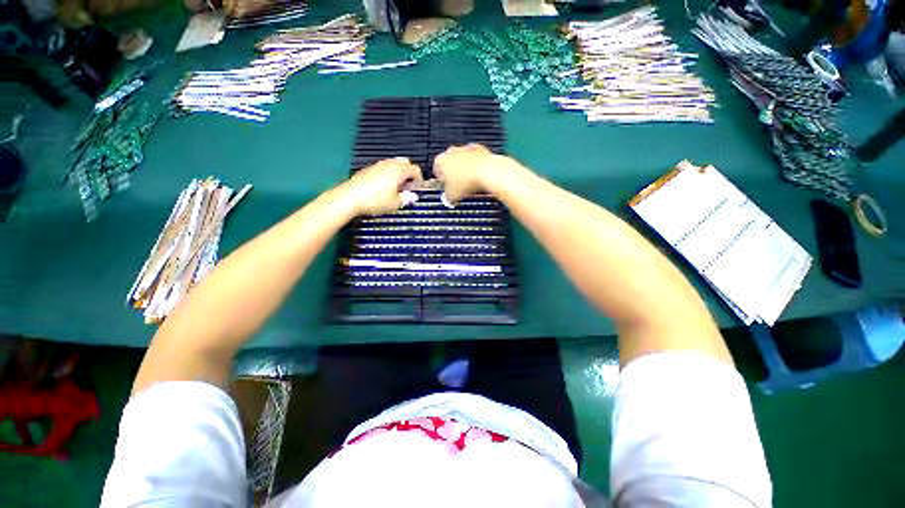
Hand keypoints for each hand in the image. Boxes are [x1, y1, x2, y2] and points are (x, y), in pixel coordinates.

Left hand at [342, 157, 422, 215]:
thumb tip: (412, 196)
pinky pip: (383, 168)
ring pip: (393, 165)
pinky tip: (383, 188)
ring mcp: (377, 165)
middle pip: (405, 163)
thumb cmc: (376, 200)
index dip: (419, 180)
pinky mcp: (368, 169)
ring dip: (398, 174)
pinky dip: (387, 175)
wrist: (350, 197)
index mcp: (399, 170)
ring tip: (395, 188)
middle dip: (409, 174)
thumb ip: (406, 198)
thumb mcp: (395, 204)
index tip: (416, 190)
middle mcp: (389, 164)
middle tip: (407, 188)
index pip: (415, 169)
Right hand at [433, 144, 511, 203]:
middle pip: (449, 163)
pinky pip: (475, 159)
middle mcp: (453, 151)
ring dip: (464, 169)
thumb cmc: (469, 180)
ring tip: (469, 182)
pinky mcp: (480, 149)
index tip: (445, 185)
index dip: (441, 179)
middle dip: (452, 173)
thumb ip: (446, 196)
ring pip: (462, 160)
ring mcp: (466, 149)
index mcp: (442, 160)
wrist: (488, 172)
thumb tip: (448, 199)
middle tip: (457, 185)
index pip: (436, 168)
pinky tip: (478, 177)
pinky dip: (476, 166)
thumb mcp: (452, 195)